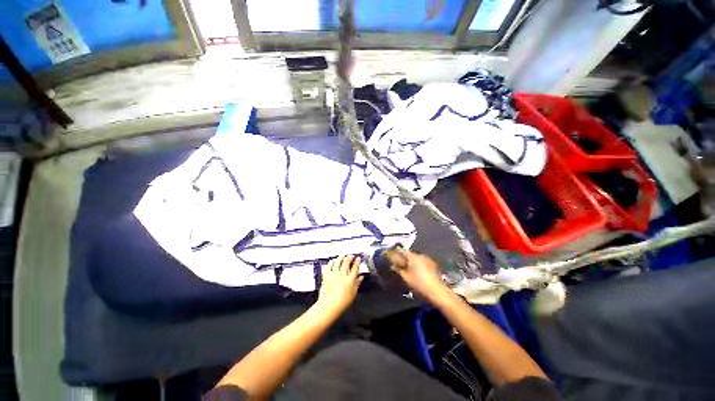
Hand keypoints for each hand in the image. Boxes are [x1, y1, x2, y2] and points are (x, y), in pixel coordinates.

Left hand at [316, 255, 363, 315]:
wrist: (329, 305)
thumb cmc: (342, 302)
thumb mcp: (353, 293)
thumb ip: (357, 283)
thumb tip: (361, 277)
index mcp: (350, 279)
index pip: (355, 268)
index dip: (357, 262)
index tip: (358, 258)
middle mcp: (342, 275)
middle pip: (347, 262)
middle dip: (350, 257)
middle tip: (351, 256)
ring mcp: (334, 274)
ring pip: (338, 262)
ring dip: (341, 257)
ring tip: (342, 255)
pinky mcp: (327, 275)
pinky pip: (329, 266)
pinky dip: (331, 262)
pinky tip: (333, 260)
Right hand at [387, 250, 447, 300]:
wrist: (437, 291)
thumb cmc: (419, 284)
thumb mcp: (406, 278)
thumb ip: (398, 270)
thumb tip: (393, 266)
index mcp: (413, 257)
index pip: (403, 251)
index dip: (397, 253)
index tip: (392, 257)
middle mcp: (420, 255)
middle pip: (410, 254)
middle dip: (404, 258)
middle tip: (399, 264)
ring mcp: (428, 260)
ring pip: (416, 258)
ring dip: (411, 261)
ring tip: (407, 268)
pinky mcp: (432, 265)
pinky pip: (421, 262)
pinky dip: (417, 264)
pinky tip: (416, 271)